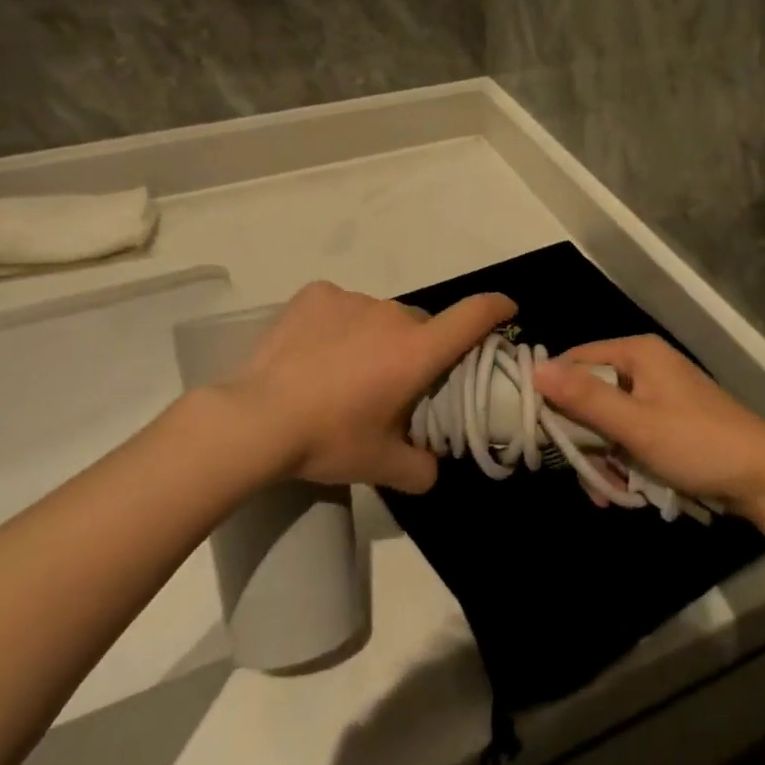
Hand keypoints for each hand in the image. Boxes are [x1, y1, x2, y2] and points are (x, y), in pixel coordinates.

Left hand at [214, 282, 514, 493]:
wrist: (257, 419)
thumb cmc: (329, 440)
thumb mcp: (380, 466)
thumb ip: (420, 469)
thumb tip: (432, 468)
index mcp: (417, 351)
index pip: (472, 316)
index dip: (495, 308)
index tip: (507, 308)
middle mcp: (392, 315)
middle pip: (420, 324)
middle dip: (416, 348)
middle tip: (393, 381)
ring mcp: (352, 300)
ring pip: (378, 316)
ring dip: (374, 337)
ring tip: (344, 371)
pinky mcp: (315, 295)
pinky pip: (340, 306)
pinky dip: (337, 324)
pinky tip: (315, 351)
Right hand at [534, 337, 764, 515]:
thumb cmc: (698, 443)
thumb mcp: (635, 424)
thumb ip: (584, 397)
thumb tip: (535, 368)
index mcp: (637, 353)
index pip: (575, 360)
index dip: (553, 393)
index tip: (539, 432)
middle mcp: (645, 366)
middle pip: (590, 395)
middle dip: (583, 439)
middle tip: (586, 476)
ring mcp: (658, 395)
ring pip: (608, 422)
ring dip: (603, 458)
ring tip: (608, 493)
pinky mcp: (669, 422)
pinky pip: (630, 436)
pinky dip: (624, 461)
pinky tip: (625, 491)